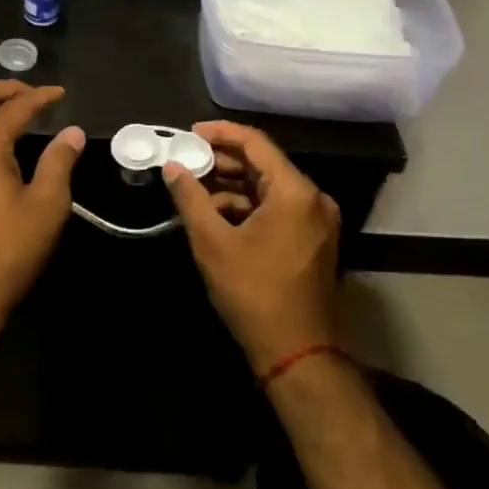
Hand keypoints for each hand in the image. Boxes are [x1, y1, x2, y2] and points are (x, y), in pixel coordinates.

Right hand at [163, 121, 341, 373]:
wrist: (298, 355)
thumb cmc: (254, 293)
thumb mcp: (213, 242)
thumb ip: (190, 197)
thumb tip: (172, 166)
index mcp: (295, 191)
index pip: (255, 143)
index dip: (219, 133)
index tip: (189, 134)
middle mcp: (312, 198)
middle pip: (263, 164)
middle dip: (222, 161)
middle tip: (186, 161)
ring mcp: (316, 221)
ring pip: (268, 188)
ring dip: (232, 186)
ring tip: (194, 190)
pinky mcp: (312, 240)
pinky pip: (276, 208)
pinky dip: (247, 207)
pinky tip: (216, 215)